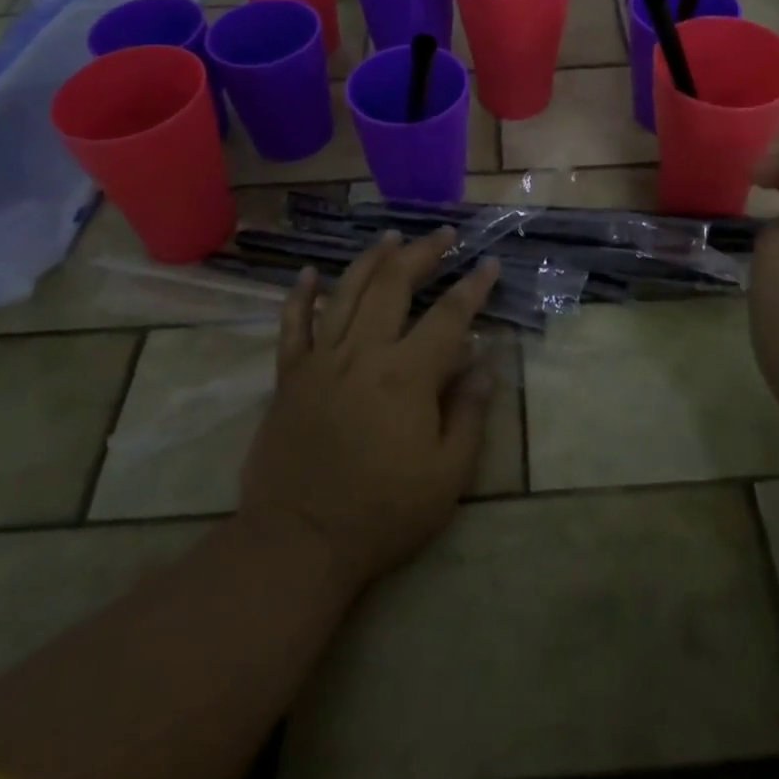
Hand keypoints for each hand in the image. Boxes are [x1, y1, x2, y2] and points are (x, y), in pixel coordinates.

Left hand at [238, 229, 500, 597]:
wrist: (299, 542)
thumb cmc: (382, 513)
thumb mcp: (447, 476)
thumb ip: (470, 413)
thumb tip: (486, 362)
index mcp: (407, 375)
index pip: (449, 316)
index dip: (473, 287)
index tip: (489, 264)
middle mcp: (364, 353)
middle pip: (394, 284)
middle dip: (423, 253)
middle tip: (443, 235)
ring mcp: (321, 360)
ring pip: (346, 291)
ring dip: (372, 259)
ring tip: (391, 237)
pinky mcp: (289, 376)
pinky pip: (292, 325)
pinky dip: (299, 295)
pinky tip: (308, 273)